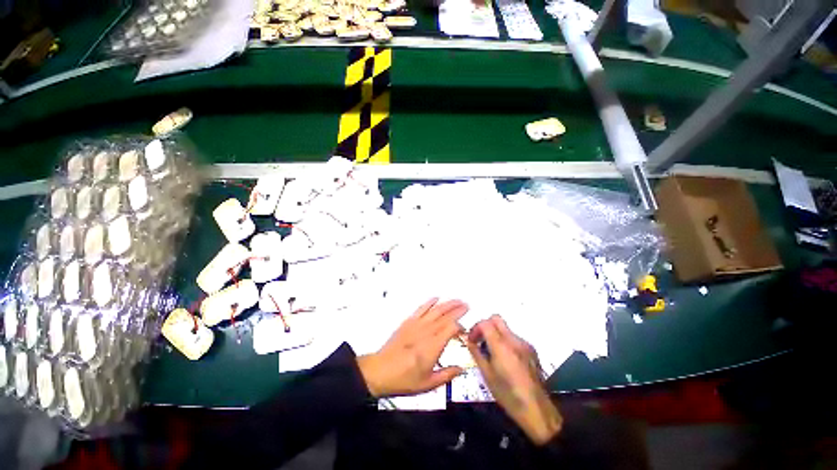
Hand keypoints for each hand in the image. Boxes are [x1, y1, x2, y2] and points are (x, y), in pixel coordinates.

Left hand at [357, 298, 468, 397]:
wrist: (380, 371)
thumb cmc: (404, 379)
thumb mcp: (428, 384)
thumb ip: (447, 375)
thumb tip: (461, 369)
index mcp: (433, 346)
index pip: (451, 328)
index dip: (460, 326)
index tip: (465, 330)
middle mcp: (426, 332)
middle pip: (445, 316)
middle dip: (457, 309)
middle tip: (466, 305)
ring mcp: (416, 325)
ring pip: (435, 310)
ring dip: (447, 304)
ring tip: (456, 300)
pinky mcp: (408, 322)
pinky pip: (421, 309)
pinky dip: (429, 303)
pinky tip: (435, 298)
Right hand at [467, 315, 562, 444]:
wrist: (537, 409)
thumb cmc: (508, 394)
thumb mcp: (487, 375)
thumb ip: (477, 354)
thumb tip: (469, 341)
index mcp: (501, 346)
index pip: (485, 323)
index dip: (475, 328)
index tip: (472, 340)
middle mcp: (514, 340)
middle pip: (496, 319)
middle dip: (485, 325)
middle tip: (480, 340)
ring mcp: (524, 344)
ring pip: (506, 328)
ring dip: (496, 334)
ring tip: (492, 352)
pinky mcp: (532, 350)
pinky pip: (514, 338)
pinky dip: (506, 341)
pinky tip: (506, 359)